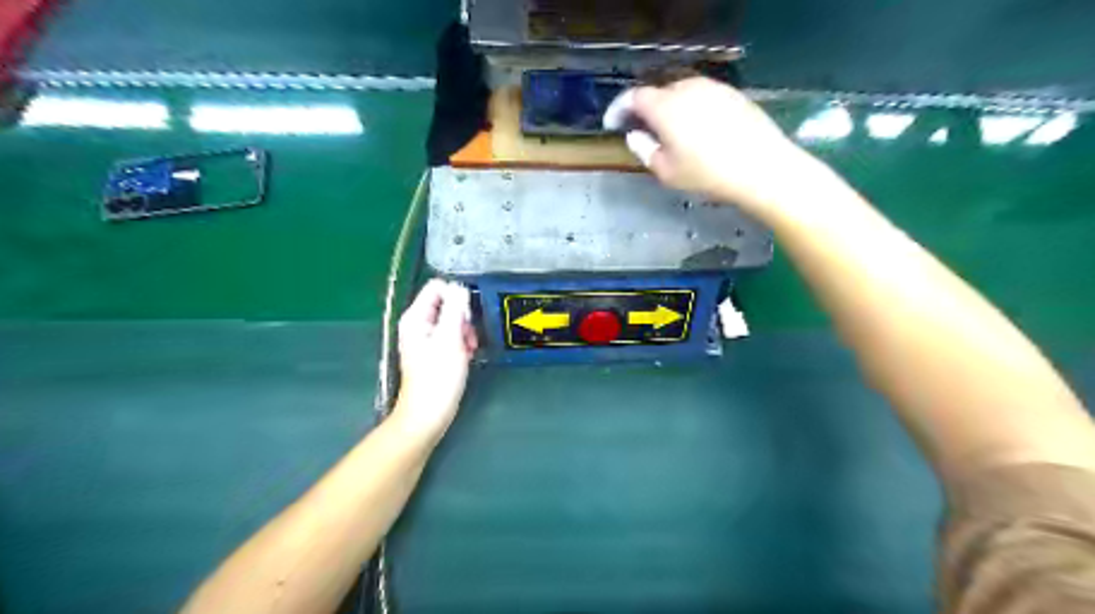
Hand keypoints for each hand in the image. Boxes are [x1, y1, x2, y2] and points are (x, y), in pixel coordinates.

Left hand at [396, 278, 477, 440]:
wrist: (428, 414)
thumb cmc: (438, 377)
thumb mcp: (450, 339)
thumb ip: (455, 309)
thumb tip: (460, 287)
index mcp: (416, 317)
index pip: (437, 287)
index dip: (456, 296)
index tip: (466, 317)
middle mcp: (418, 323)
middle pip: (446, 302)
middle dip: (463, 316)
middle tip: (468, 336)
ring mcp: (425, 338)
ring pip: (452, 319)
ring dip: (465, 330)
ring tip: (469, 348)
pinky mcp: (434, 351)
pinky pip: (452, 335)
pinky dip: (462, 341)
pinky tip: (467, 355)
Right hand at [603, 75, 824, 214]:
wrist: (762, 168)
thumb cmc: (707, 174)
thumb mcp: (667, 172)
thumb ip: (645, 150)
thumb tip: (636, 136)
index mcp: (665, 107)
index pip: (633, 97)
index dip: (619, 109)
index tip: (612, 124)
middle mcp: (687, 89)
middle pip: (658, 93)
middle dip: (645, 109)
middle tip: (641, 130)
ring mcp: (713, 89)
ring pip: (681, 93)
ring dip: (669, 109)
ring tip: (669, 132)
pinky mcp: (733, 95)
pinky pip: (702, 97)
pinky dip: (691, 109)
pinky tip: (697, 130)